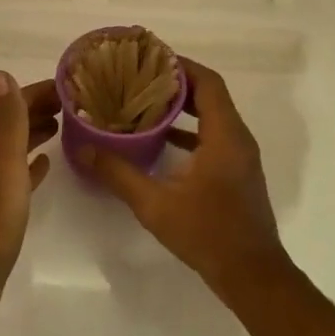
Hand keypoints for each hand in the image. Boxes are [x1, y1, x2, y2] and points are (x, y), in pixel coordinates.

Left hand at [0, 72, 58, 322]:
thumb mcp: (2, 165)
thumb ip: (6, 121)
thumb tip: (0, 74)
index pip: (8, 105)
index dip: (35, 92)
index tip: (69, 87)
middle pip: (9, 123)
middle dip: (37, 108)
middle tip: (74, 105)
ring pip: (12, 147)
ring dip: (34, 132)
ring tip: (63, 127)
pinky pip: (14, 175)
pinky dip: (30, 164)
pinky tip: (46, 165)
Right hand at [80, 59, 287, 298]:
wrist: (252, 276)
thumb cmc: (208, 234)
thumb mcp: (155, 204)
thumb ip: (118, 174)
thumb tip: (82, 149)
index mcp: (225, 136)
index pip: (207, 82)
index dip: (180, 66)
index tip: (148, 59)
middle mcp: (237, 139)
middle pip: (209, 95)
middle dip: (176, 83)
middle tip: (138, 77)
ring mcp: (239, 157)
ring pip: (212, 116)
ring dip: (182, 106)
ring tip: (143, 102)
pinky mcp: (236, 173)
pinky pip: (213, 136)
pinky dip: (188, 130)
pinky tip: (158, 140)